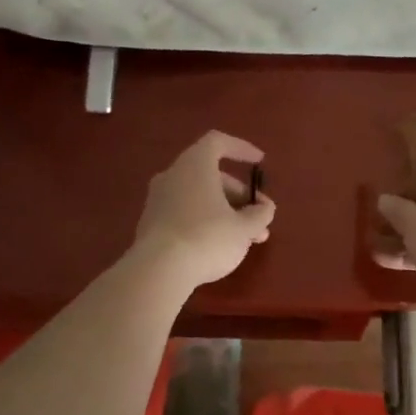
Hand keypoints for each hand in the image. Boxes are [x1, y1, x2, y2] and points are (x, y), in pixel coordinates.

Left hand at [131, 131, 276, 289]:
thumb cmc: (207, 238)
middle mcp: (173, 175)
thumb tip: (264, 208)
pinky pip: (184, 213)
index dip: (241, 149)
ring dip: (226, 213)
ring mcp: (158, 200)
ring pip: (199, 197)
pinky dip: (205, 222)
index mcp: (195, 165)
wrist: (158, 271)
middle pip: (211, 175)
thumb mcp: (244, 228)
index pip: (218, 142)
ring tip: (247, 239)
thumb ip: (259, 214)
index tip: (260, 163)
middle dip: (239, 196)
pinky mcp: (150, 224)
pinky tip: (220, 247)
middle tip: (259, 218)